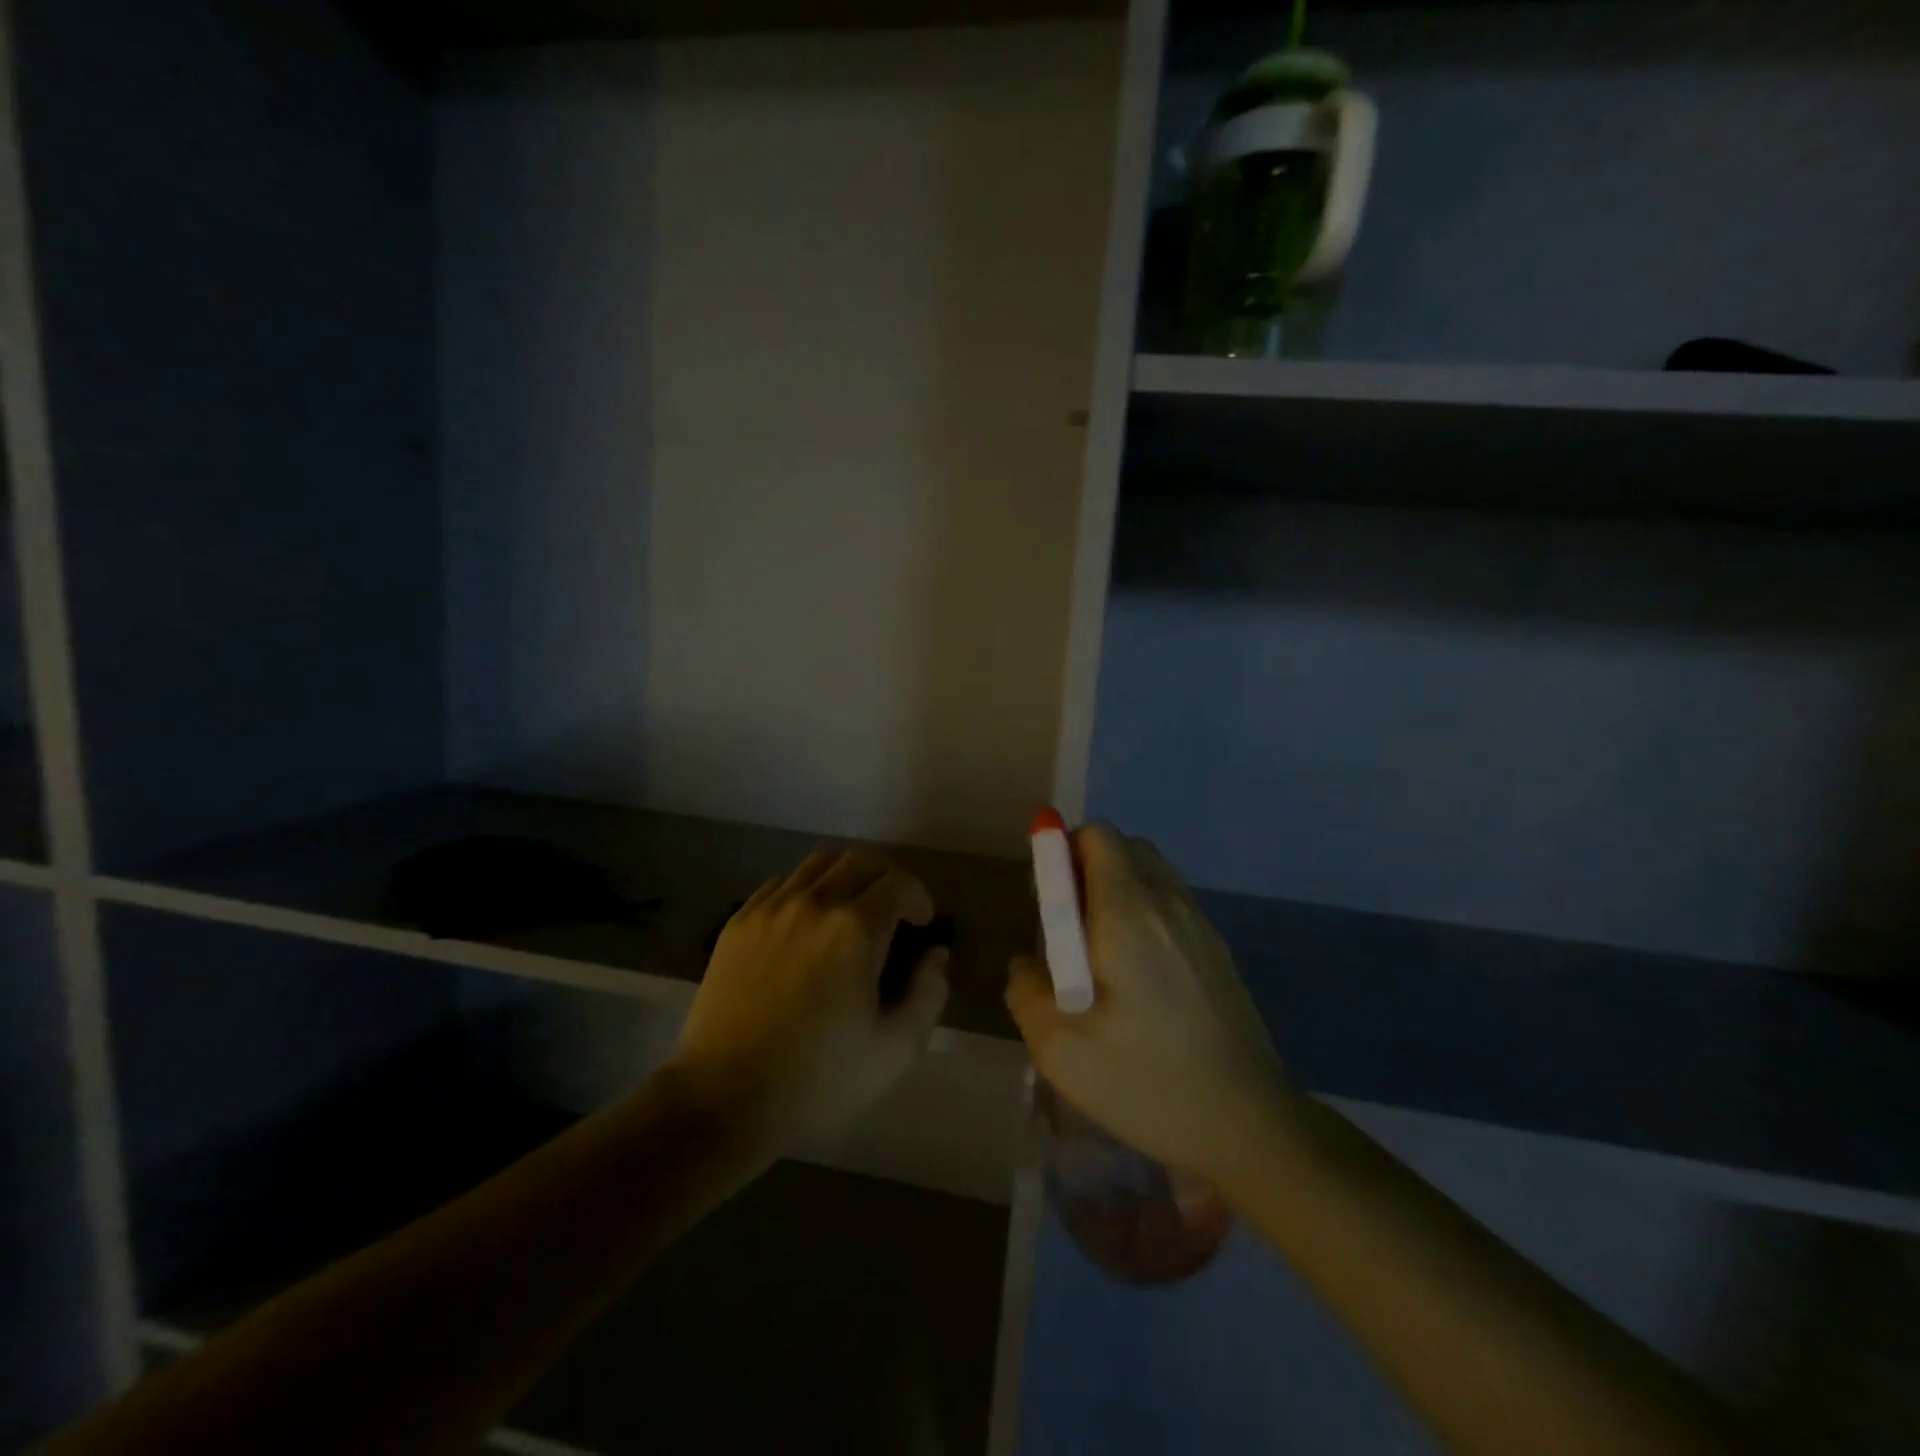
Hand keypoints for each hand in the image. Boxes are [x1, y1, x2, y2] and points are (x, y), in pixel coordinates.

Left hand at [669, 849, 949, 1151]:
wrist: (723, 1098)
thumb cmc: (818, 1078)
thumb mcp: (895, 1050)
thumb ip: (929, 994)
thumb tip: (936, 954)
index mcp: (856, 929)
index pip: (900, 884)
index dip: (919, 898)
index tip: (921, 924)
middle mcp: (815, 903)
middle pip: (860, 860)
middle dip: (886, 879)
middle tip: (891, 912)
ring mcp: (771, 908)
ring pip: (819, 863)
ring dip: (845, 877)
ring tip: (849, 911)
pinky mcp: (738, 921)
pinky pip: (781, 883)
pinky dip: (805, 890)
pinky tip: (805, 924)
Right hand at [1006, 824, 1293, 1185]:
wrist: (1250, 1125)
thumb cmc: (1147, 1082)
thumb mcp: (1060, 1049)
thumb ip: (1026, 991)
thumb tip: (1027, 964)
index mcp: (1128, 912)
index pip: (1098, 837)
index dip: (1063, 852)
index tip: (1049, 903)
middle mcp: (1168, 903)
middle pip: (1125, 849)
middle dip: (1086, 870)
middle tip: (1068, 931)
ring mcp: (1201, 925)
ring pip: (1152, 875)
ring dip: (1117, 892)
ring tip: (1101, 957)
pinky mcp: (1218, 951)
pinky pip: (1172, 905)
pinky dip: (1145, 914)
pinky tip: (1139, 979)